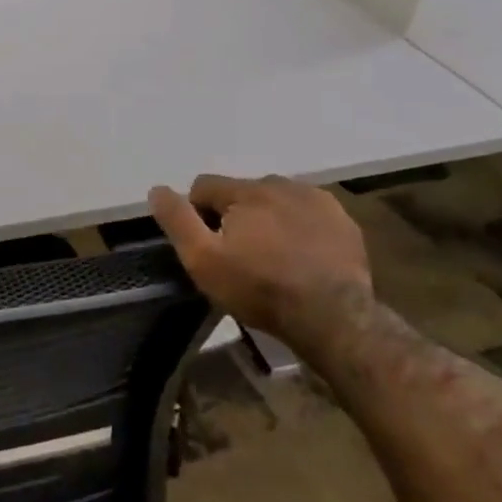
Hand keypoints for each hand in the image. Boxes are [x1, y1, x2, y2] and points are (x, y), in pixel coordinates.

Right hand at [147, 174, 371, 338]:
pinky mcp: (344, 222)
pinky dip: (298, 227)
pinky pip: (307, 214)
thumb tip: (157, 189)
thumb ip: (177, 220)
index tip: (205, 244)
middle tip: (237, 253)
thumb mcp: (202, 259)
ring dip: (266, 217)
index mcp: (246, 190)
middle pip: (241, 192)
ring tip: (269, 254)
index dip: (196, 213)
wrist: (333, 317)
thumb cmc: (258, 287)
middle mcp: (282, 185)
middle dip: (233, 214)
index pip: (204, 186)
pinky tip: (299, 255)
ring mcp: (318, 201)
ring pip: (276, 200)